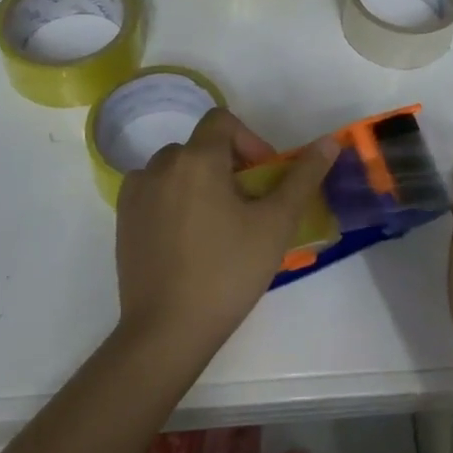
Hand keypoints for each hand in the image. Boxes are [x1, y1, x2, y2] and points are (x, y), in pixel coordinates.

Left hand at [114, 108, 336, 363]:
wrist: (167, 331)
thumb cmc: (227, 272)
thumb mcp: (276, 224)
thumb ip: (303, 177)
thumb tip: (329, 142)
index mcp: (197, 159)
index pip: (223, 121)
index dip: (249, 140)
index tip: (263, 177)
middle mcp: (161, 165)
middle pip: (201, 146)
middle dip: (228, 165)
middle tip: (248, 206)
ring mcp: (137, 193)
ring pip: (177, 169)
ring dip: (200, 181)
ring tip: (218, 224)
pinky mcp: (123, 220)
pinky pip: (154, 191)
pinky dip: (173, 200)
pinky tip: (188, 238)